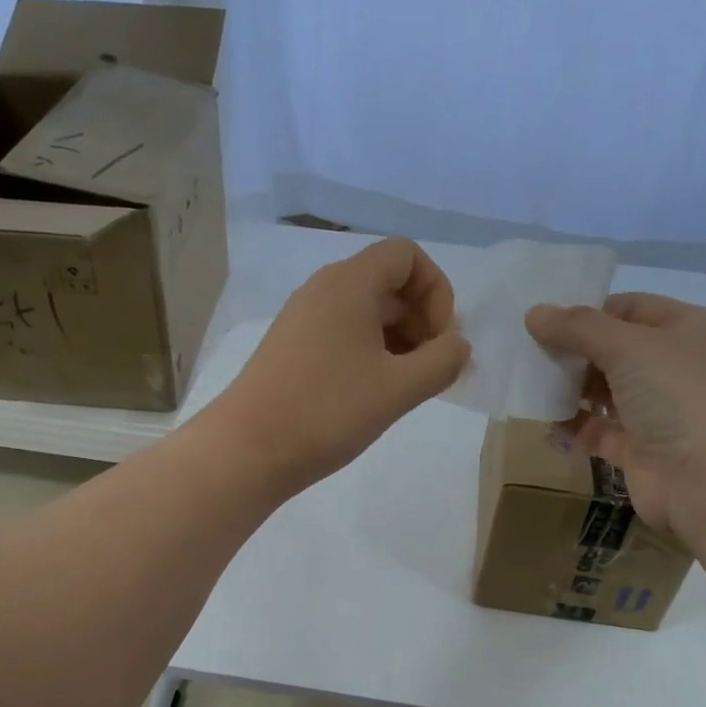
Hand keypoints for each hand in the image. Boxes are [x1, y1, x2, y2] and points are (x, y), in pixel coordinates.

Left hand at [206, 238, 470, 493]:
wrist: (246, 451)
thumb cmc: (327, 412)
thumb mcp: (398, 388)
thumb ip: (442, 362)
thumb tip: (459, 347)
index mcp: (349, 283)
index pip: (407, 255)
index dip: (437, 292)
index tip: (441, 341)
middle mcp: (323, 289)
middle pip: (388, 283)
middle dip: (421, 321)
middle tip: (431, 371)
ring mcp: (303, 319)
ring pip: (366, 313)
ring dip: (398, 341)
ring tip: (407, 388)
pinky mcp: (292, 349)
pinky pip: (343, 335)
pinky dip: (370, 354)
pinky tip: (375, 394)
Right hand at [524, 293, 705, 537]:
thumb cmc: (682, 396)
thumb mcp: (630, 346)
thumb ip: (578, 328)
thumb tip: (534, 313)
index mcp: (690, 330)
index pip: (632, 309)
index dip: (589, 312)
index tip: (545, 321)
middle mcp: (678, 367)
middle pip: (615, 351)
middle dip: (574, 352)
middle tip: (528, 354)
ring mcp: (661, 412)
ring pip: (606, 392)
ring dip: (570, 389)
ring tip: (529, 384)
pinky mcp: (641, 451)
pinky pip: (600, 431)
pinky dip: (573, 425)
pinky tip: (544, 419)